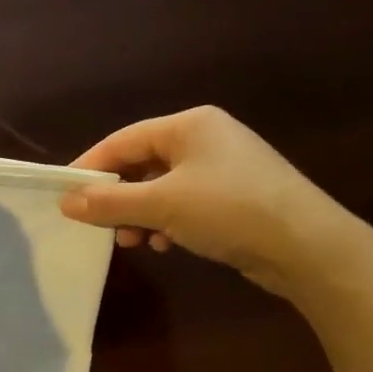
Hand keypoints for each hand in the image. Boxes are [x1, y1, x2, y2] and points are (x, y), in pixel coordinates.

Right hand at [59, 107, 350, 295]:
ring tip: (132, 241)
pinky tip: (165, 244)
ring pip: (162, 187)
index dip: (90, 168)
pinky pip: (186, 203)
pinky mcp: (235, 197)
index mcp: (189, 125)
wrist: (307, 246)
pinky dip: (168, 222)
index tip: (65, 196)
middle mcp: (206, 138)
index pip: (123, 140)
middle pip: (142, 163)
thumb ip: (110, 202)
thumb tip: (66, 202)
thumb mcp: (162, 205)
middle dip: (118, 197)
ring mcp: (224, 168)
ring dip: (140, 214)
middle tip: (99, 226)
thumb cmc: (228, 210)